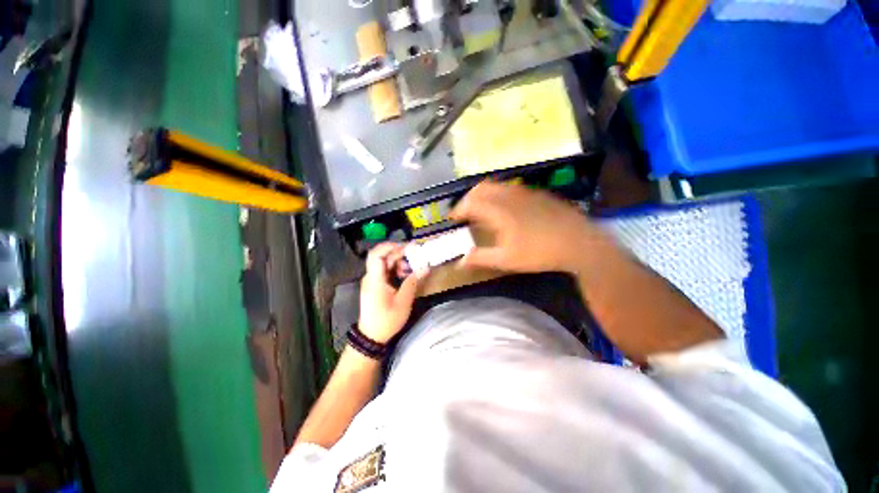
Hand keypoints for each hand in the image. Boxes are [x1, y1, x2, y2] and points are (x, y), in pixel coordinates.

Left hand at [358, 243, 426, 342]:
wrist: (371, 336)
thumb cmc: (387, 319)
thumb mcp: (403, 301)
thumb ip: (413, 282)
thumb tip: (425, 267)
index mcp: (375, 279)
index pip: (376, 255)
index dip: (389, 246)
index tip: (406, 246)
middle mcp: (371, 277)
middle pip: (382, 257)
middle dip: (398, 253)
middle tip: (414, 255)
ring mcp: (372, 281)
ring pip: (384, 263)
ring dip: (398, 262)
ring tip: (411, 268)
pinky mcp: (375, 285)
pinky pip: (385, 271)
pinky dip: (396, 269)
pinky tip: (405, 275)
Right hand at [450, 182, 612, 273]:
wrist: (579, 242)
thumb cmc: (540, 252)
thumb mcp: (507, 260)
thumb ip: (481, 258)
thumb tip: (460, 261)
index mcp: (498, 211)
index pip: (470, 203)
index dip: (458, 210)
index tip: (453, 219)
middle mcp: (508, 196)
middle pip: (480, 188)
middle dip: (468, 198)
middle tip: (465, 212)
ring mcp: (524, 192)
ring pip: (496, 186)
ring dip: (483, 195)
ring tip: (481, 209)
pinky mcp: (536, 193)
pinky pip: (510, 188)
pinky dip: (498, 194)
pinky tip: (505, 208)